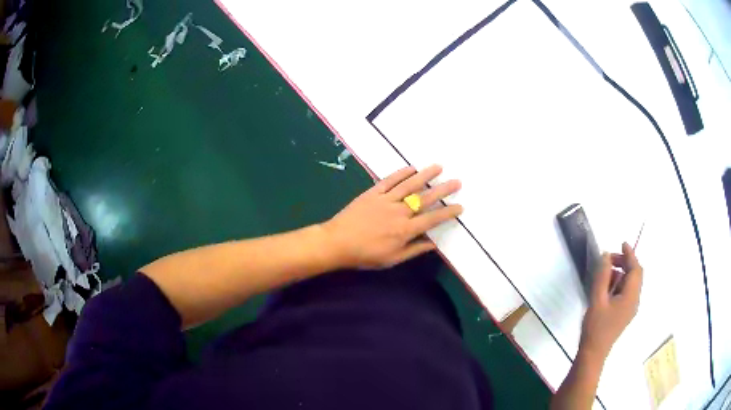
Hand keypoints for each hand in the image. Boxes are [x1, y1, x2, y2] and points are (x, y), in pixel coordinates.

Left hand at [322, 165, 461, 268]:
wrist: (337, 242)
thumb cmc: (365, 255)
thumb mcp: (392, 259)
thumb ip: (414, 250)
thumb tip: (434, 244)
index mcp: (405, 230)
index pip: (432, 219)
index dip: (448, 213)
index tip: (460, 207)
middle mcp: (399, 212)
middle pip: (425, 198)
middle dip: (443, 190)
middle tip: (457, 182)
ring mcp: (385, 200)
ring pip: (409, 185)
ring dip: (425, 175)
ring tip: (438, 167)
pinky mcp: (372, 192)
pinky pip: (389, 180)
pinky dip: (401, 173)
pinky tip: (411, 168)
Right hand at [580, 243, 642, 359]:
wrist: (593, 353)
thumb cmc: (595, 327)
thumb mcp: (597, 299)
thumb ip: (603, 276)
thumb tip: (606, 255)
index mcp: (631, 296)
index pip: (635, 269)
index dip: (630, 254)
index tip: (621, 243)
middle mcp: (635, 300)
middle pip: (635, 275)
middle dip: (624, 263)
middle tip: (608, 260)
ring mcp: (631, 308)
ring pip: (631, 283)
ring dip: (621, 274)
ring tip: (605, 275)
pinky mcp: (625, 313)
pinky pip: (627, 292)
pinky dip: (619, 284)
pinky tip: (607, 288)